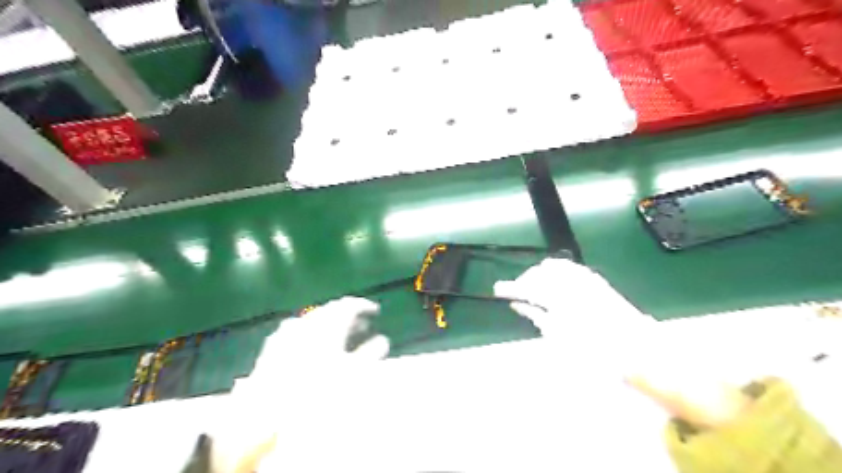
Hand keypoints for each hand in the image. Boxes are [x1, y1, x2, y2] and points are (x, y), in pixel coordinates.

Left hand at [210, 298, 393, 470]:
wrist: (267, 412)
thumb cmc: (317, 391)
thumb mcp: (352, 374)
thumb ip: (370, 354)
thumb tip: (383, 340)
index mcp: (328, 326)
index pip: (349, 305)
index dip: (364, 306)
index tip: (375, 311)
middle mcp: (308, 323)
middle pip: (331, 309)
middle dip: (348, 314)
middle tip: (362, 324)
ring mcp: (288, 332)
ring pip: (313, 318)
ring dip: (329, 321)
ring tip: (339, 332)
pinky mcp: (273, 345)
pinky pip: (295, 329)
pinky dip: (309, 331)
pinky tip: (310, 343)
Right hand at [495, 261, 748, 430]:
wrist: (640, 351)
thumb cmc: (598, 354)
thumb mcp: (561, 339)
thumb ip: (538, 317)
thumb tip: (519, 305)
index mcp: (561, 299)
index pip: (528, 287)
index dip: (510, 288)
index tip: (498, 290)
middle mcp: (572, 283)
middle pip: (540, 272)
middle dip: (525, 280)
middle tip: (516, 293)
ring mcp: (586, 280)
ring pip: (555, 267)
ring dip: (541, 275)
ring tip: (534, 287)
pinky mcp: (596, 282)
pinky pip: (570, 269)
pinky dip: (557, 273)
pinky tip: (555, 283)